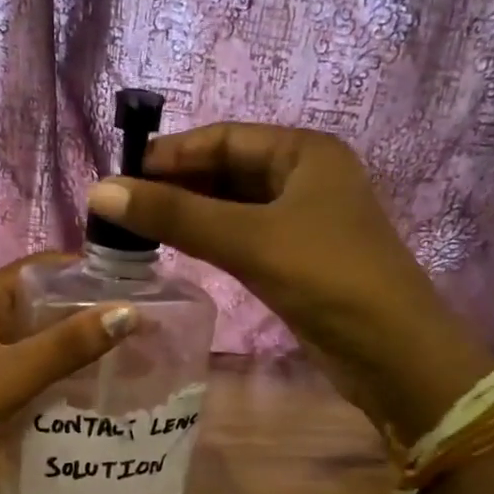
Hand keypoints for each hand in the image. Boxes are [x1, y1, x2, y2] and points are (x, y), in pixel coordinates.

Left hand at [0, 255, 137, 493]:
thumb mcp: (12, 374)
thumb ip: (67, 345)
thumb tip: (130, 312)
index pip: (41, 268)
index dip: (85, 271)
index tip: (136, 284)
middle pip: (47, 304)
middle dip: (91, 311)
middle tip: (145, 324)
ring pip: (45, 341)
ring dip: (82, 345)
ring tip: (134, 353)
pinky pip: (40, 372)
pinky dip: (69, 375)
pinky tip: (102, 387)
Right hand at [85, 124, 493, 438]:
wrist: (393, 354)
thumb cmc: (329, 279)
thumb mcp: (249, 240)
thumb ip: (175, 215)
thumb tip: (99, 190)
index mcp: (304, 152)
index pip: (223, 138)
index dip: (170, 154)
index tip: (119, 175)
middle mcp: (304, 177)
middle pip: (226, 170)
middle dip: (175, 185)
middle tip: (120, 207)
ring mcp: (302, 220)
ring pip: (231, 206)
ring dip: (187, 213)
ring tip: (135, 228)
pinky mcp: (296, 258)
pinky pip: (240, 236)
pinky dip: (207, 238)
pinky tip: (174, 248)